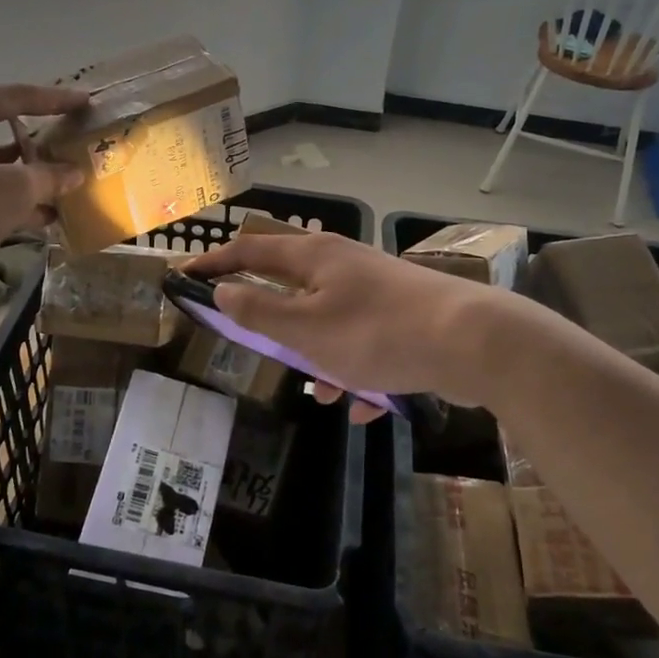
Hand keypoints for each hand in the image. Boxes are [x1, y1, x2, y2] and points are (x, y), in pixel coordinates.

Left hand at [0, 84, 86, 294]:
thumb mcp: (15, 189)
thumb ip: (50, 177)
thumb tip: (76, 174)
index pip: (12, 97)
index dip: (54, 100)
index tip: (85, 102)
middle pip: (0, 131)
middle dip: (39, 145)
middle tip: (73, 143)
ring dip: (28, 178)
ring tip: (66, 185)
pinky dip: (9, 201)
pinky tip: (45, 217)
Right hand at [185, 231, 521, 419]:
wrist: (473, 342)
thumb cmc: (377, 333)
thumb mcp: (306, 329)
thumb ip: (259, 312)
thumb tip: (222, 292)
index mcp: (315, 257)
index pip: (250, 250)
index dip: (215, 262)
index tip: (185, 275)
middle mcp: (343, 264)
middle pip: (290, 282)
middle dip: (269, 315)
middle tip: (249, 336)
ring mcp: (376, 290)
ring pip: (328, 320)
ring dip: (315, 353)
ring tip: (318, 389)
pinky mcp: (403, 317)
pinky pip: (364, 344)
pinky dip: (355, 372)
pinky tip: (361, 407)